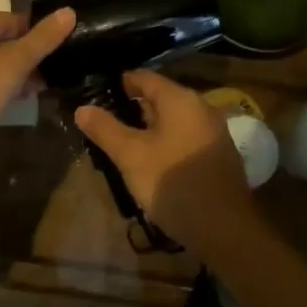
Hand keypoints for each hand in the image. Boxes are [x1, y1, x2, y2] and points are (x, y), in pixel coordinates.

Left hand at [0, 8, 75, 176]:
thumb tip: (69, 11)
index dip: (36, 31)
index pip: (10, 21)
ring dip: (17, 77)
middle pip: (1, 44)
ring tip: (45, 87)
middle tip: (56, 69)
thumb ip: (42, 39)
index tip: (62, 44)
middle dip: (28, 57)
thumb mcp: (13, 61)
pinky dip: (4, 93)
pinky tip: (23, 102)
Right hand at [75, 70, 253, 250]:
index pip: (144, 77)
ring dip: (149, 128)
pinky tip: (152, 162)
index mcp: (180, 99)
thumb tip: (82, 108)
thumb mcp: (131, 156)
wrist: (225, 229)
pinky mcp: (218, 156)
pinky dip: (166, 142)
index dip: (120, 83)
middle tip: (105, 122)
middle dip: (133, 108)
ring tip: (123, 143)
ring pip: (174, 120)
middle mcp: (201, 108)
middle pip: (161, 98)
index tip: (97, 94)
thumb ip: (105, 129)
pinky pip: (185, 138)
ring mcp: (213, 132)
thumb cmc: (173, 183)